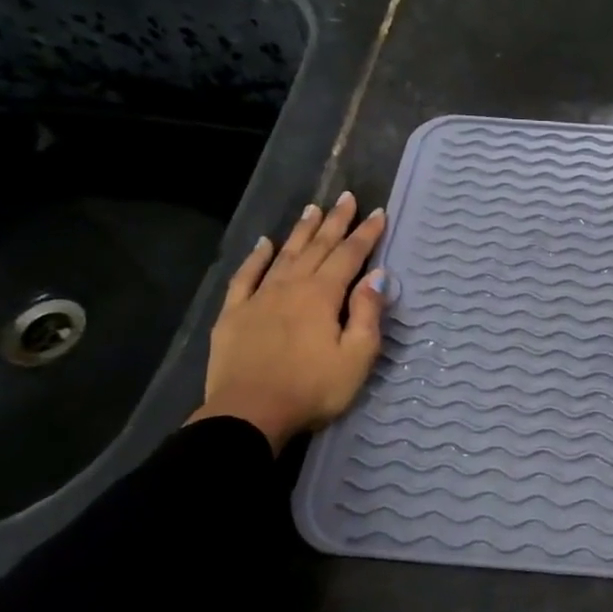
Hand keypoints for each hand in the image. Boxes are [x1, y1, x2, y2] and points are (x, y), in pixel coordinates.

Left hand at [187, 192, 386, 453]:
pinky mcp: (234, 314)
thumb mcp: (356, 357)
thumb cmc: (312, 389)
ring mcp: (259, 298)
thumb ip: (367, 313)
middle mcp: (291, 286)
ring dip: (301, 232)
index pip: (349, 256)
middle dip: (335, 222)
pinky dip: (257, 257)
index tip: (378, 213)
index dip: (366, 234)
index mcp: (322, 296)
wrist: (249, 414)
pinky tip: (264, 244)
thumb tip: (376, 276)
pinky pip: (246, 276)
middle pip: (317, 247)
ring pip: (285, 255)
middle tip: (346, 197)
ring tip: (313, 209)